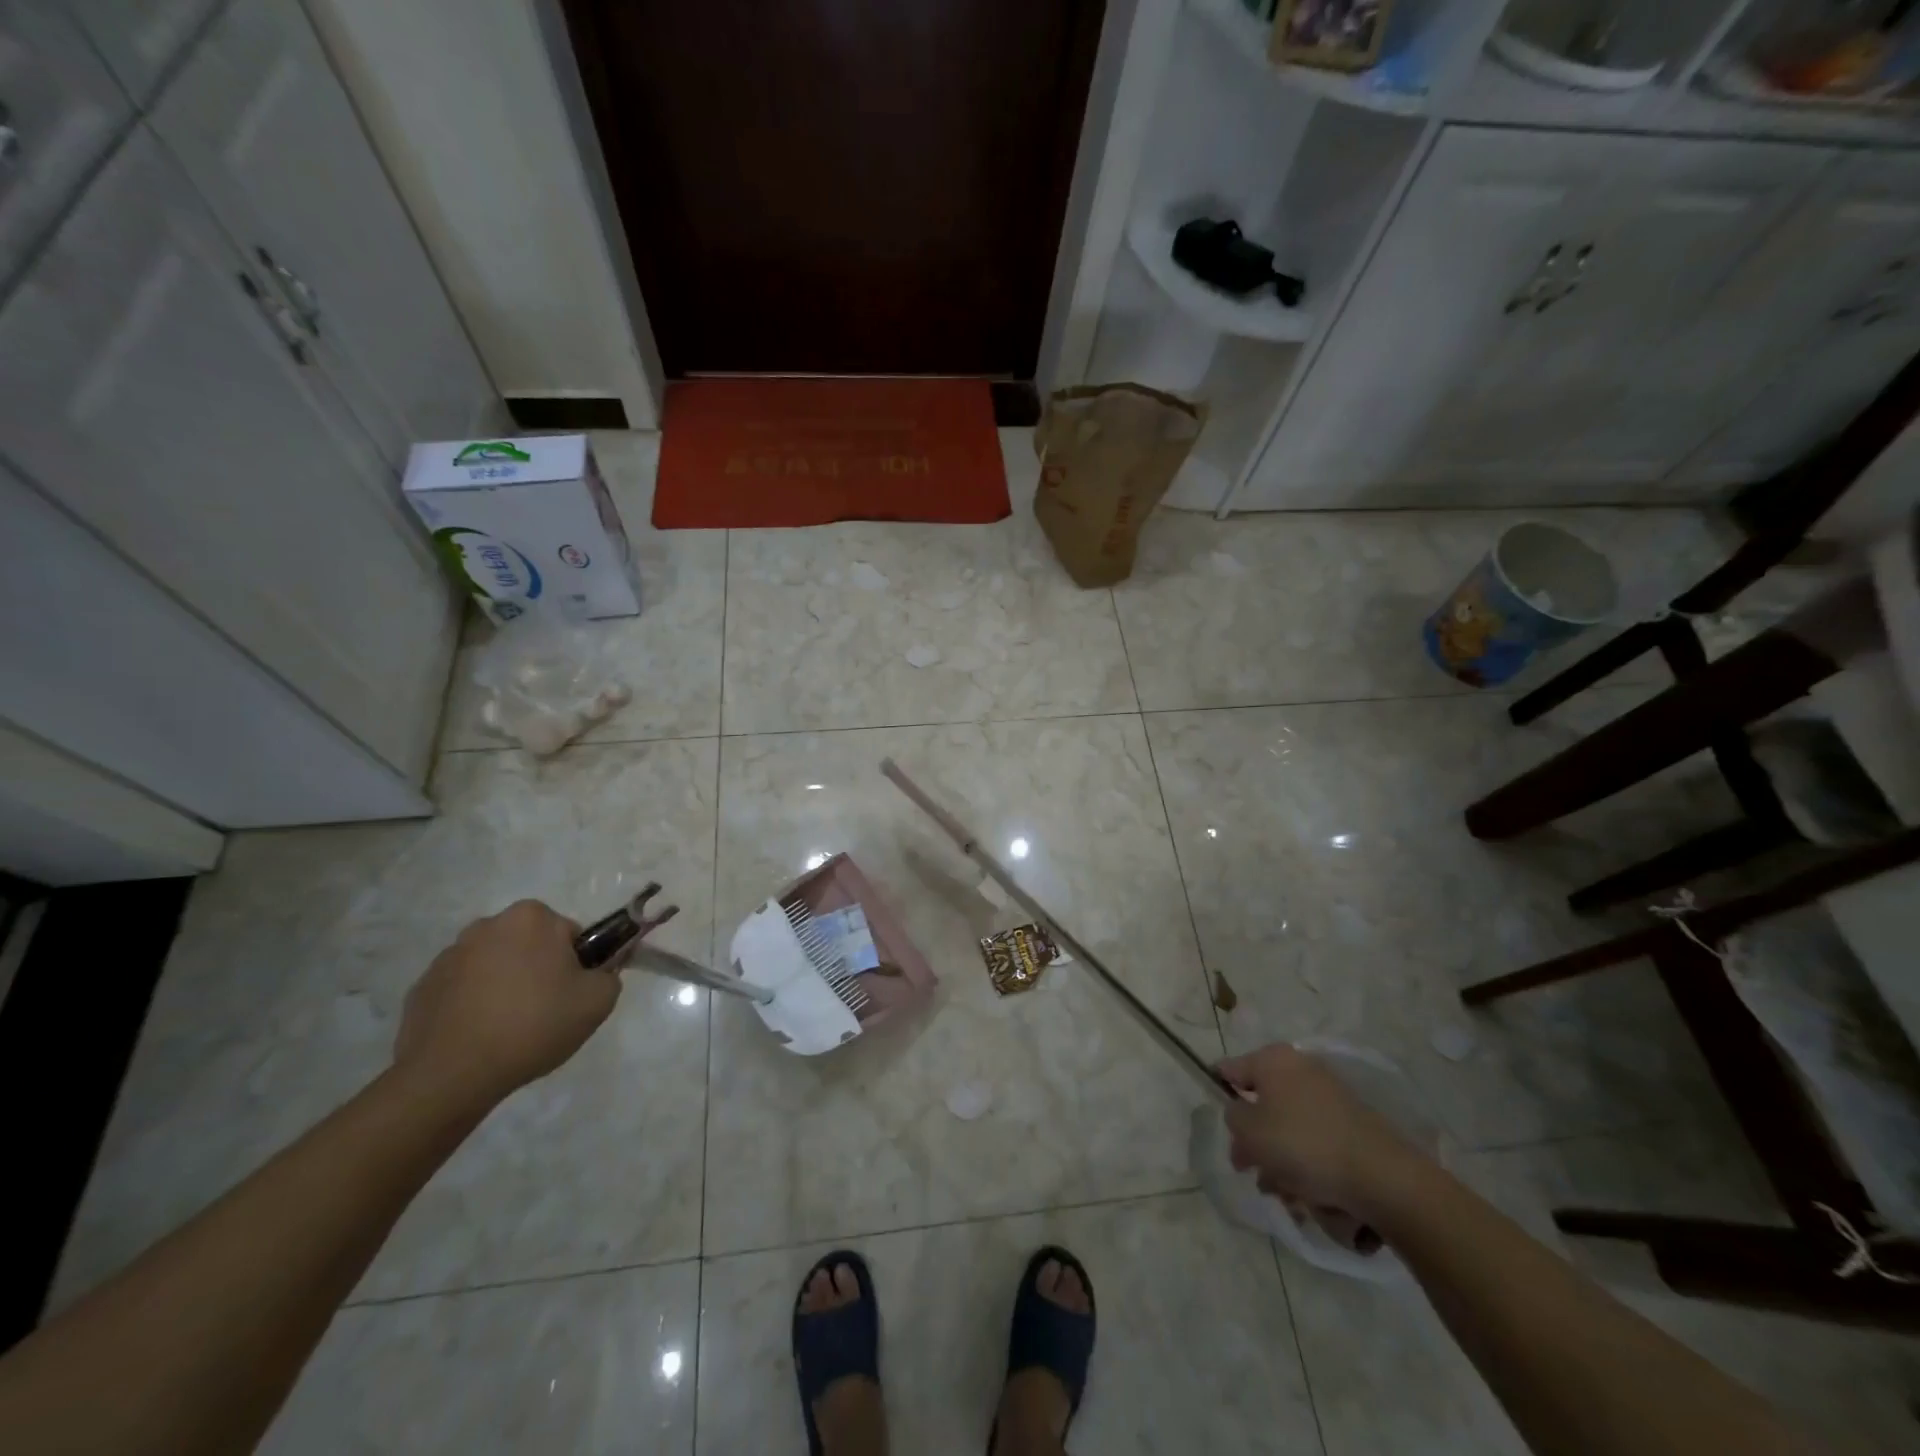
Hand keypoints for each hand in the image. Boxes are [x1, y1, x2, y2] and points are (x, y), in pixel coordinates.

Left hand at [394, 900, 616, 1106]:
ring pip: (493, 965)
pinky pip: (461, 989)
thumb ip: (609, 975)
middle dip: (538, 970)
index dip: (576, 965)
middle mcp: (487, 925)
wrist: (453, 1075)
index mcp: (531, 918)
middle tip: (544, 1011)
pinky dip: (472, 1005)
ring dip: (503, 985)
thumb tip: (597, 973)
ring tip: (508, 1028)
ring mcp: (448, 956)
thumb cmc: (534, 1025)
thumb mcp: (598, 1001)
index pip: (568, 934)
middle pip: (529, 945)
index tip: (571, 994)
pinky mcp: (421, 987)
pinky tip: (479, 1036)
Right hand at [1217, 1043, 1420, 1222]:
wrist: (1381, 1176)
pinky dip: (1305, 1161)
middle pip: (1262, 1101)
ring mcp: (1329, 1095)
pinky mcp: (1351, 1123)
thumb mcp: (1249, 1131)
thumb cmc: (1303, 1144)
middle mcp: (1300, 1068)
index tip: (1219, 1123)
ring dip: (1278, 1156)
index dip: (1219, 1092)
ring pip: (1288, 1124)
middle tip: (1248, 1168)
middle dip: (1252, 1138)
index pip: (1231, 1069)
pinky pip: (1314, 1138)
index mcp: (1273, 1060)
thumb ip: (1233, 1117)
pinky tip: (1305, 1193)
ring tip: (1280, 1192)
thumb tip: (1240, 1114)